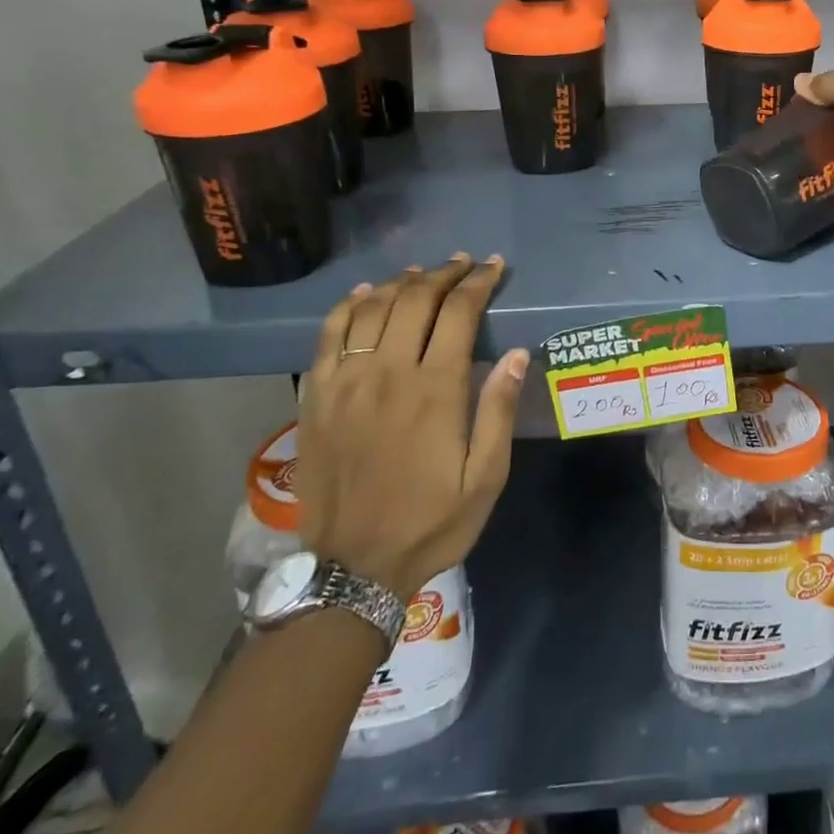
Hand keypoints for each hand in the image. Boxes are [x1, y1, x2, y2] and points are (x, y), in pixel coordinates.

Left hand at [296, 255, 527, 599]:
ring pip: (372, 308)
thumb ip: (498, 410)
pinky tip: (365, 294)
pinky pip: (329, 334)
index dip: (478, 283)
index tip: (492, 267)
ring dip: (400, 282)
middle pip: (414, 299)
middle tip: (462, 264)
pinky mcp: (316, 396)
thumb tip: (517, 353)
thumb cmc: (431, 522)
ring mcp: (346, 381)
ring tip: (422, 273)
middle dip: (443, 273)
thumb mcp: (485, 477)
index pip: (458, 313)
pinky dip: (349, 305)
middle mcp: (388, 373)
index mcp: (435, 390)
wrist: (353, 568)